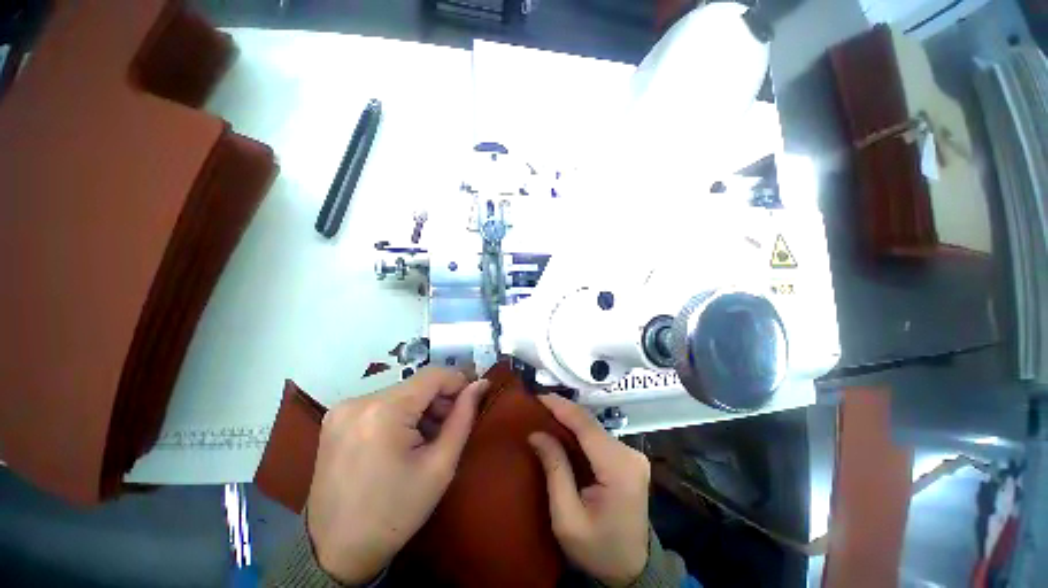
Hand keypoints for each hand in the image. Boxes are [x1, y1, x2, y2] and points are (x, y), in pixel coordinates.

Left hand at [306, 368, 489, 584]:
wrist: (336, 551)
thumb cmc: (395, 512)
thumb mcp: (440, 466)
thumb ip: (464, 417)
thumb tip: (481, 384)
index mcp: (383, 411)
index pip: (433, 374)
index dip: (457, 381)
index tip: (470, 400)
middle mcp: (359, 401)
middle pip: (416, 384)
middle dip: (439, 399)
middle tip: (449, 427)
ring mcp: (343, 409)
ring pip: (400, 392)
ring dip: (421, 407)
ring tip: (427, 438)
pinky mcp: (337, 418)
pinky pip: (382, 403)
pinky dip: (401, 414)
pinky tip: (404, 440)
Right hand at [529, 395, 649, 587]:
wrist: (632, 569)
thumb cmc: (598, 549)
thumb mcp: (567, 518)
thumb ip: (555, 470)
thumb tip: (537, 433)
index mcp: (619, 468)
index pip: (586, 425)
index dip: (561, 406)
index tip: (538, 396)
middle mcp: (630, 454)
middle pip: (591, 423)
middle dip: (563, 410)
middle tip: (537, 403)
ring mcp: (632, 455)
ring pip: (594, 427)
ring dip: (570, 419)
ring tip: (546, 412)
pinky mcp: (629, 458)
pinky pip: (598, 437)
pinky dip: (579, 430)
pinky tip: (563, 428)